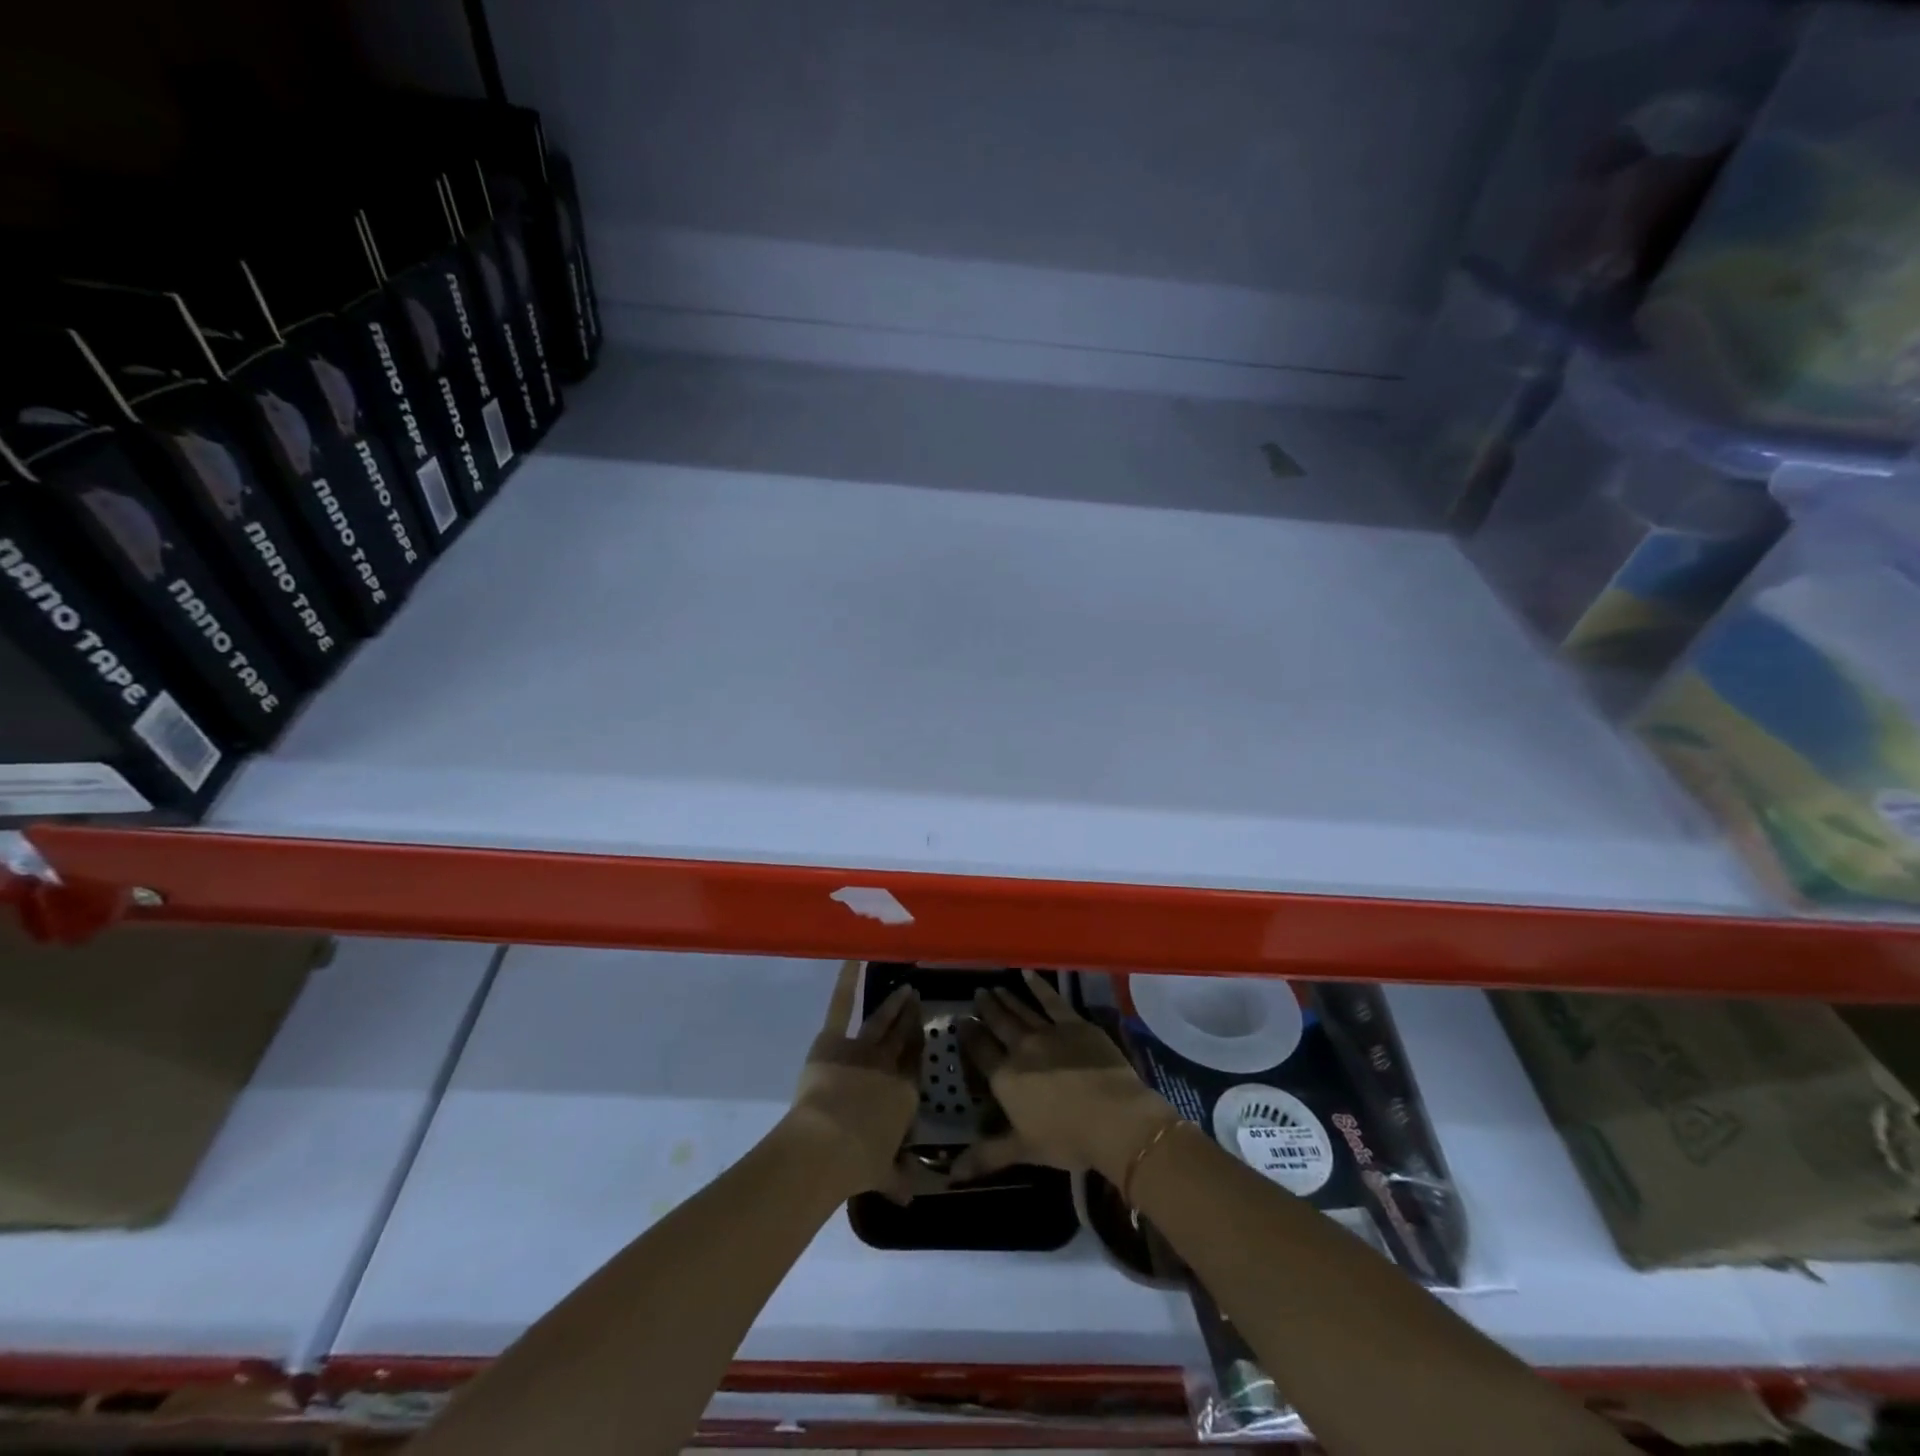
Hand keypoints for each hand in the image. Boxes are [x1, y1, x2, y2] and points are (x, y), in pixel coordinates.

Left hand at [786, 961, 927, 1199]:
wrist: (828, 1143)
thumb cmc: (860, 1161)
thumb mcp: (884, 1174)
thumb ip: (898, 1179)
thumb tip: (912, 1197)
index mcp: (904, 1095)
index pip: (915, 1065)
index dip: (919, 1047)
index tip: (924, 1031)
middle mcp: (889, 1067)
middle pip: (903, 1038)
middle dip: (911, 1019)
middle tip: (918, 998)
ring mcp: (862, 1049)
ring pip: (881, 1022)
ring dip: (893, 1005)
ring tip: (905, 988)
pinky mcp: (834, 1040)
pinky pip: (841, 1007)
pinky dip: (846, 981)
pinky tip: (853, 958)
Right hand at [953, 970, 1176, 1183]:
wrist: (1114, 1118)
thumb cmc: (1066, 1138)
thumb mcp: (1023, 1150)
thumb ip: (985, 1156)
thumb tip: (949, 1174)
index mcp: (1005, 1078)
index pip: (980, 1051)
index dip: (969, 1035)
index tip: (960, 1020)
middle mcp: (1021, 1048)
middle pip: (999, 1024)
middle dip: (986, 1009)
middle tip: (977, 993)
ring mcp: (1048, 1032)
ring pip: (1021, 1010)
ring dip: (1006, 999)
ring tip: (994, 987)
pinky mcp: (1074, 1023)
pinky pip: (1051, 1000)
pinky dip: (1038, 986)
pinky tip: (1028, 974)